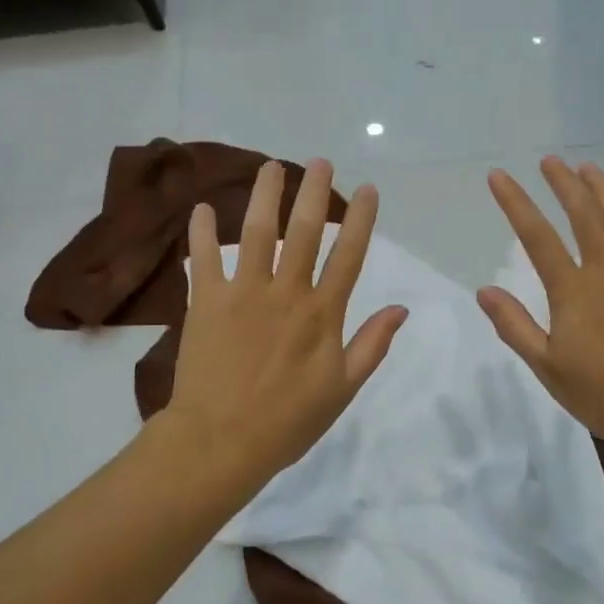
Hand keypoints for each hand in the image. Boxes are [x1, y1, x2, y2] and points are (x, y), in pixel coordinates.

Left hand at [165, 159, 406, 492]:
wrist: (222, 441)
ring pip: (258, 233)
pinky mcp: (205, 302)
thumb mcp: (343, 389)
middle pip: (305, 232)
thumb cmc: (288, 421)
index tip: (366, 189)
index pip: (348, 255)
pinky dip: (202, 233)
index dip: (360, 220)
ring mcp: (243, 293)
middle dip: (314, 193)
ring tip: (271, 166)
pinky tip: (203, 207)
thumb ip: (371, 344)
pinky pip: (203, 259)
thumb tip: (401, 308)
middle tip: (319, 161)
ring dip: (266, 196)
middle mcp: (286, 293)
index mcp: (322, 314)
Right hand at [478, 158, 603, 457]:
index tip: (499, 175)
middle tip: (550, 161)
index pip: (537, 237)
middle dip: (564, 185)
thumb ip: (515, 326)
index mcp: (573, 291)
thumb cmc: (603, 395)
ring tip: (590, 168)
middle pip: (583, 216)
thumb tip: (485, 290)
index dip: (516, 203)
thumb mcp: (546, 366)